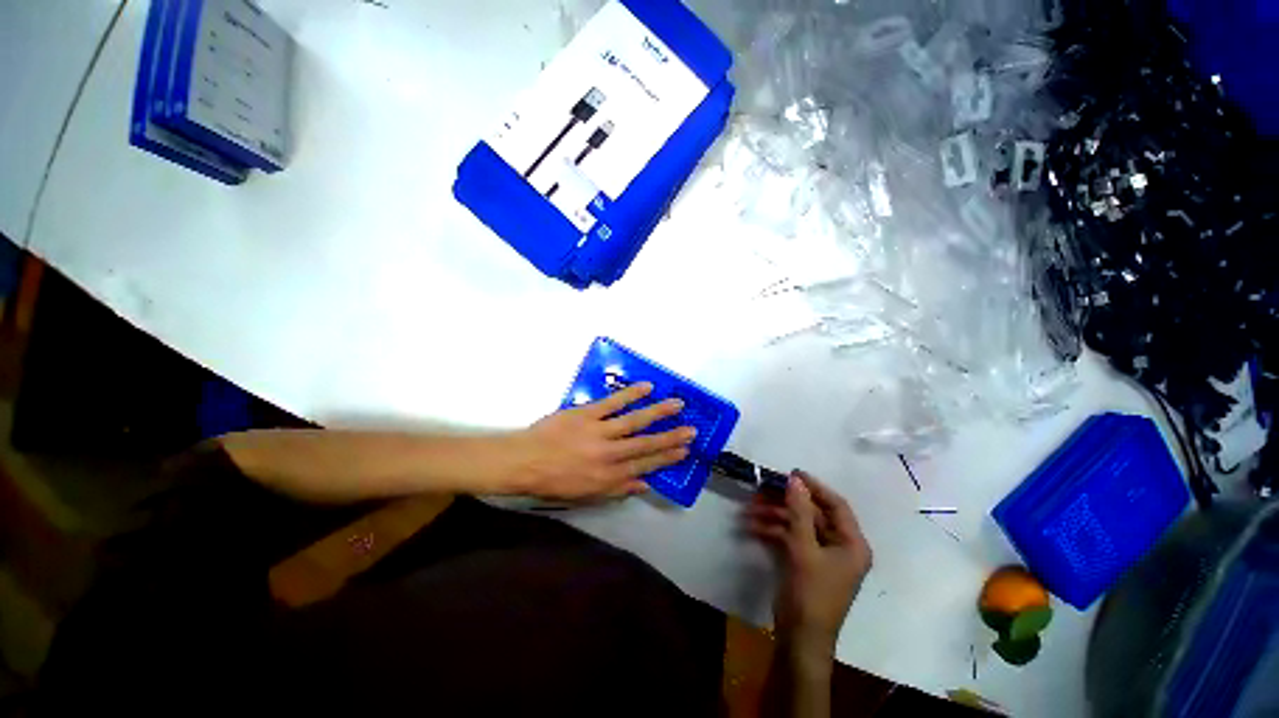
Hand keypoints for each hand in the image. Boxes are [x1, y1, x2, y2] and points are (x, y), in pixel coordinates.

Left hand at [509, 382, 696, 500]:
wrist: (524, 462)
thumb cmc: (554, 481)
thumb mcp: (586, 494)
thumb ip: (618, 489)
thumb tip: (645, 484)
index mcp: (609, 476)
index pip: (645, 465)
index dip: (667, 458)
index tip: (684, 451)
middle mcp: (610, 454)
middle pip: (646, 444)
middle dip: (671, 437)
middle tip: (692, 430)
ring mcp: (600, 431)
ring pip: (635, 421)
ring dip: (658, 412)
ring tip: (678, 405)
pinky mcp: (587, 413)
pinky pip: (613, 403)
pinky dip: (631, 395)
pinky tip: (647, 388)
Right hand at [745, 471, 871, 660]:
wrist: (799, 639)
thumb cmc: (810, 593)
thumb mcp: (803, 548)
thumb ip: (799, 511)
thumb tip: (795, 479)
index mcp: (852, 544)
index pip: (836, 505)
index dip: (814, 486)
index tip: (790, 473)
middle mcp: (841, 547)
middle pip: (813, 514)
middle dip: (785, 502)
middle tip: (762, 489)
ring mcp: (822, 555)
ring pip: (798, 525)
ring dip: (773, 517)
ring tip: (748, 510)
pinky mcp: (806, 563)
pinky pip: (791, 538)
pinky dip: (772, 532)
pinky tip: (752, 527)